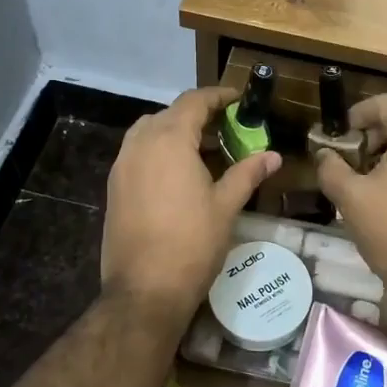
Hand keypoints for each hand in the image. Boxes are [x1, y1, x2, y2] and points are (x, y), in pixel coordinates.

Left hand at [101, 87, 280, 324]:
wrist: (144, 289)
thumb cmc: (192, 244)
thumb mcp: (226, 206)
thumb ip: (248, 173)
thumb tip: (272, 156)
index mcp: (169, 140)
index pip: (194, 102)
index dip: (218, 97)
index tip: (239, 100)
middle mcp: (140, 144)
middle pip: (169, 114)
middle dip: (197, 115)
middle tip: (226, 129)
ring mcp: (122, 165)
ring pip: (149, 132)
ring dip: (174, 131)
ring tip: (202, 150)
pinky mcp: (114, 187)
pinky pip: (137, 153)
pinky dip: (158, 151)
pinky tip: (178, 175)